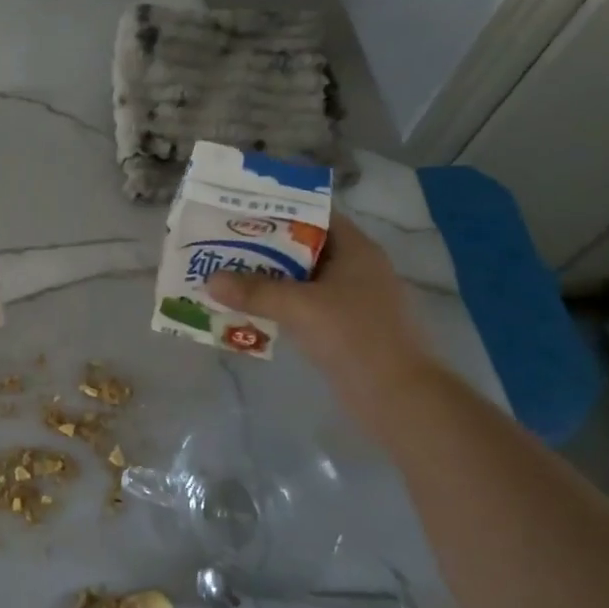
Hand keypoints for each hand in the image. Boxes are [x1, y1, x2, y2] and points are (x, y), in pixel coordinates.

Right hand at [206, 214, 441, 419]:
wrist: (398, 398)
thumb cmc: (355, 337)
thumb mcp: (300, 307)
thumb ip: (254, 291)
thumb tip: (210, 280)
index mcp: (356, 250)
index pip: (315, 215)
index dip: (279, 210)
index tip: (240, 211)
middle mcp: (355, 268)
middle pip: (303, 247)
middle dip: (264, 247)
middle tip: (222, 243)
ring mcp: (351, 300)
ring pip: (301, 279)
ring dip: (268, 279)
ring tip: (226, 274)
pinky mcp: (343, 328)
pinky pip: (304, 306)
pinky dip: (278, 305)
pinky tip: (248, 310)